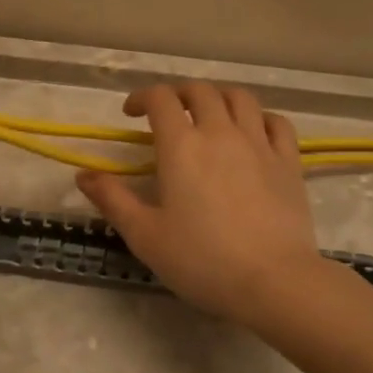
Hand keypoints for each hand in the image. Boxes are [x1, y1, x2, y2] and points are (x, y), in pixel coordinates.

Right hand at [76, 83, 320, 324]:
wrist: (273, 281)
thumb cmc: (202, 260)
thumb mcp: (145, 235)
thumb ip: (113, 200)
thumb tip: (83, 175)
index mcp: (181, 146)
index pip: (161, 99)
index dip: (143, 97)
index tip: (132, 114)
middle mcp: (220, 132)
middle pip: (200, 91)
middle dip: (179, 94)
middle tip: (168, 113)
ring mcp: (259, 144)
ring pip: (240, 98)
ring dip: (219, 97)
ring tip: (209, 114)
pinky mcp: (289, 162)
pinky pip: (277, 122)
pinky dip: (261, 117)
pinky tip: (253, 132)